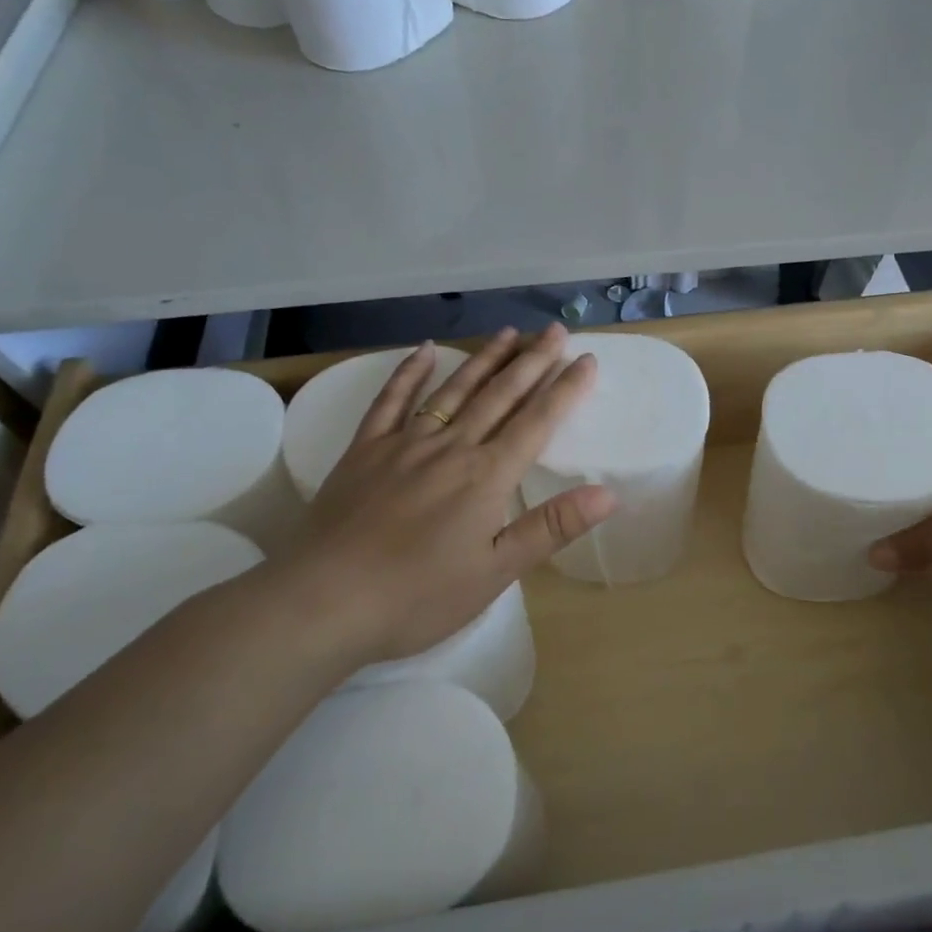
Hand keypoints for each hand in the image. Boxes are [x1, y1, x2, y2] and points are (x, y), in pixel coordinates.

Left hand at [258, 325, 616, 671]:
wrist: (323, 602)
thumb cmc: (418, 596)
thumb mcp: (495, 572)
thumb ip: (551, 527)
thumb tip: (608, 493)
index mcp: (487, 476)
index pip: (537, 422)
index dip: (565, 389)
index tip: (587, 359)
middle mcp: (451, 447)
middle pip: (499, 395)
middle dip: (532, 360)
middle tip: (555, 330)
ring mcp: (404, 444)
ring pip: (454, 390)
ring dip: (484, 359)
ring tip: (509, 332)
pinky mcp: (365, 450)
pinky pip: (391, 401)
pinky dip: (409, 373)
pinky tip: (424, 350)